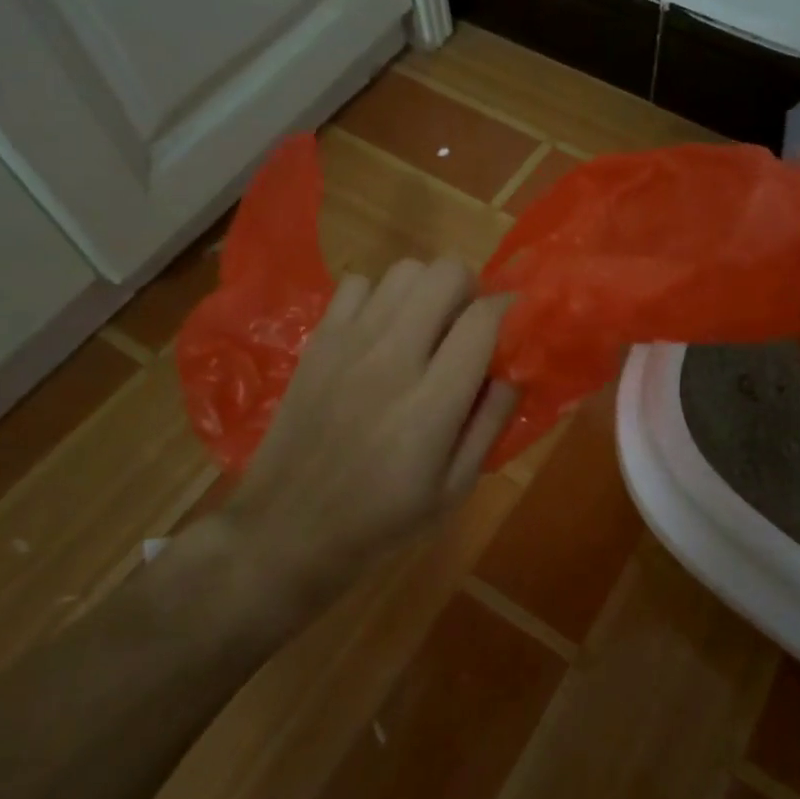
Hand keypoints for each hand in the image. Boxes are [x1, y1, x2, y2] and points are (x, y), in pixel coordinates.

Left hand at [199, 259, 516, 643]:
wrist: (286, 528)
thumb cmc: (381, 517)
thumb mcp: (455, 488)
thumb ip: (491, 424)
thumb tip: (513, 370)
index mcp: (432, 402)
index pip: (483, 318)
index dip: (508, 309)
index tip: (513, 322)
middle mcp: (393, 358)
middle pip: (445, 274)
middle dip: (469, 289)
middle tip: (466, 324)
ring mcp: (350, 343)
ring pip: (405, 269)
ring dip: (427, 290)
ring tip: (425, 324)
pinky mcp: (319, 340)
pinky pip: (357, 284)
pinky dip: (379, 296)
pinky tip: (380, 330)